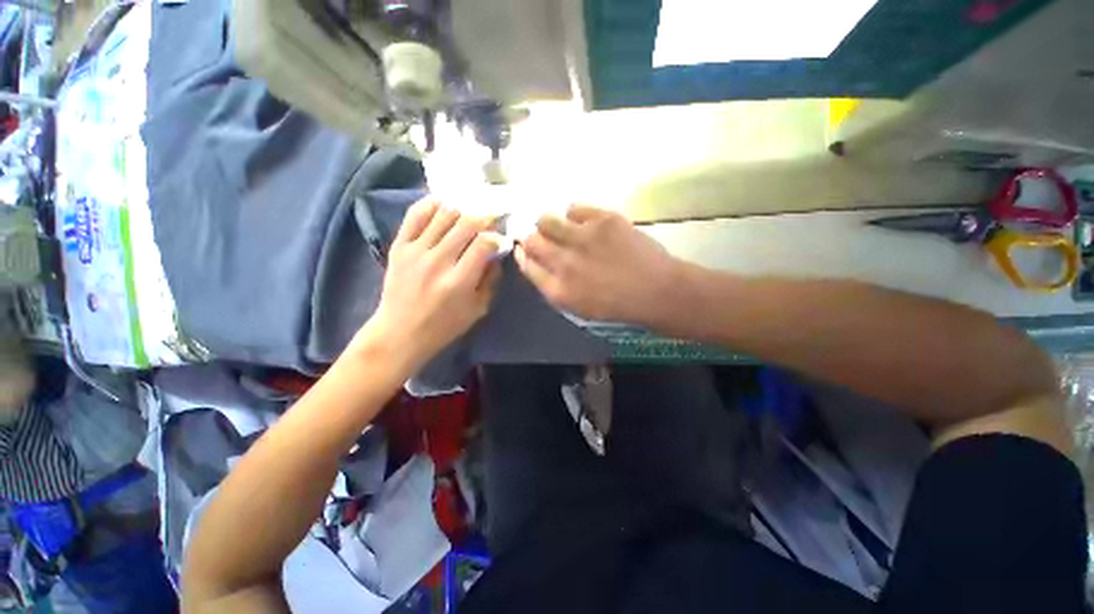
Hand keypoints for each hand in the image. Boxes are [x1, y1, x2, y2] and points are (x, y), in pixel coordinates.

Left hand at [360, 197, 500, 369]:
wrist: (400, 332)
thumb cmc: (444, 325)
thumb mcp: (478, 309)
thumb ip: (490, 280)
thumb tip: (496, 253)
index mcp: (459, 281)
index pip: (483, 244)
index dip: (496, 236)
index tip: (500, 238)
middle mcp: (437, 262)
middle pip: (465, 224)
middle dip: (484, 218)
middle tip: (490, 218)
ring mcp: (415, 251)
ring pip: (443, 214)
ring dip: (462, 209)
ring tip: (470, 212)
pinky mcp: (399, 246)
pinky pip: (415, 215)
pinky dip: (432, 204)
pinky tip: (444, 204)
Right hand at [515, 204, 682, 324]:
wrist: (656, 291)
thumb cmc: (616, 305)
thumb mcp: (576, 307)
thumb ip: (550, 285)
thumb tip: (529, 258)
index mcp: (558, 289)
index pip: (526, 264)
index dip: (524, 255)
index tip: (528, 250)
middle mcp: (564, 262)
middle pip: (531, 240)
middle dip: (533, 238)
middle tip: (547, 240)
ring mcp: (582, 238)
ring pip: (546, 220)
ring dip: (549, 224)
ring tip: (563, 229)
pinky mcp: (603, 220)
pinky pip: (574, 208)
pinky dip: (574, 215)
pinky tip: (585, 224)